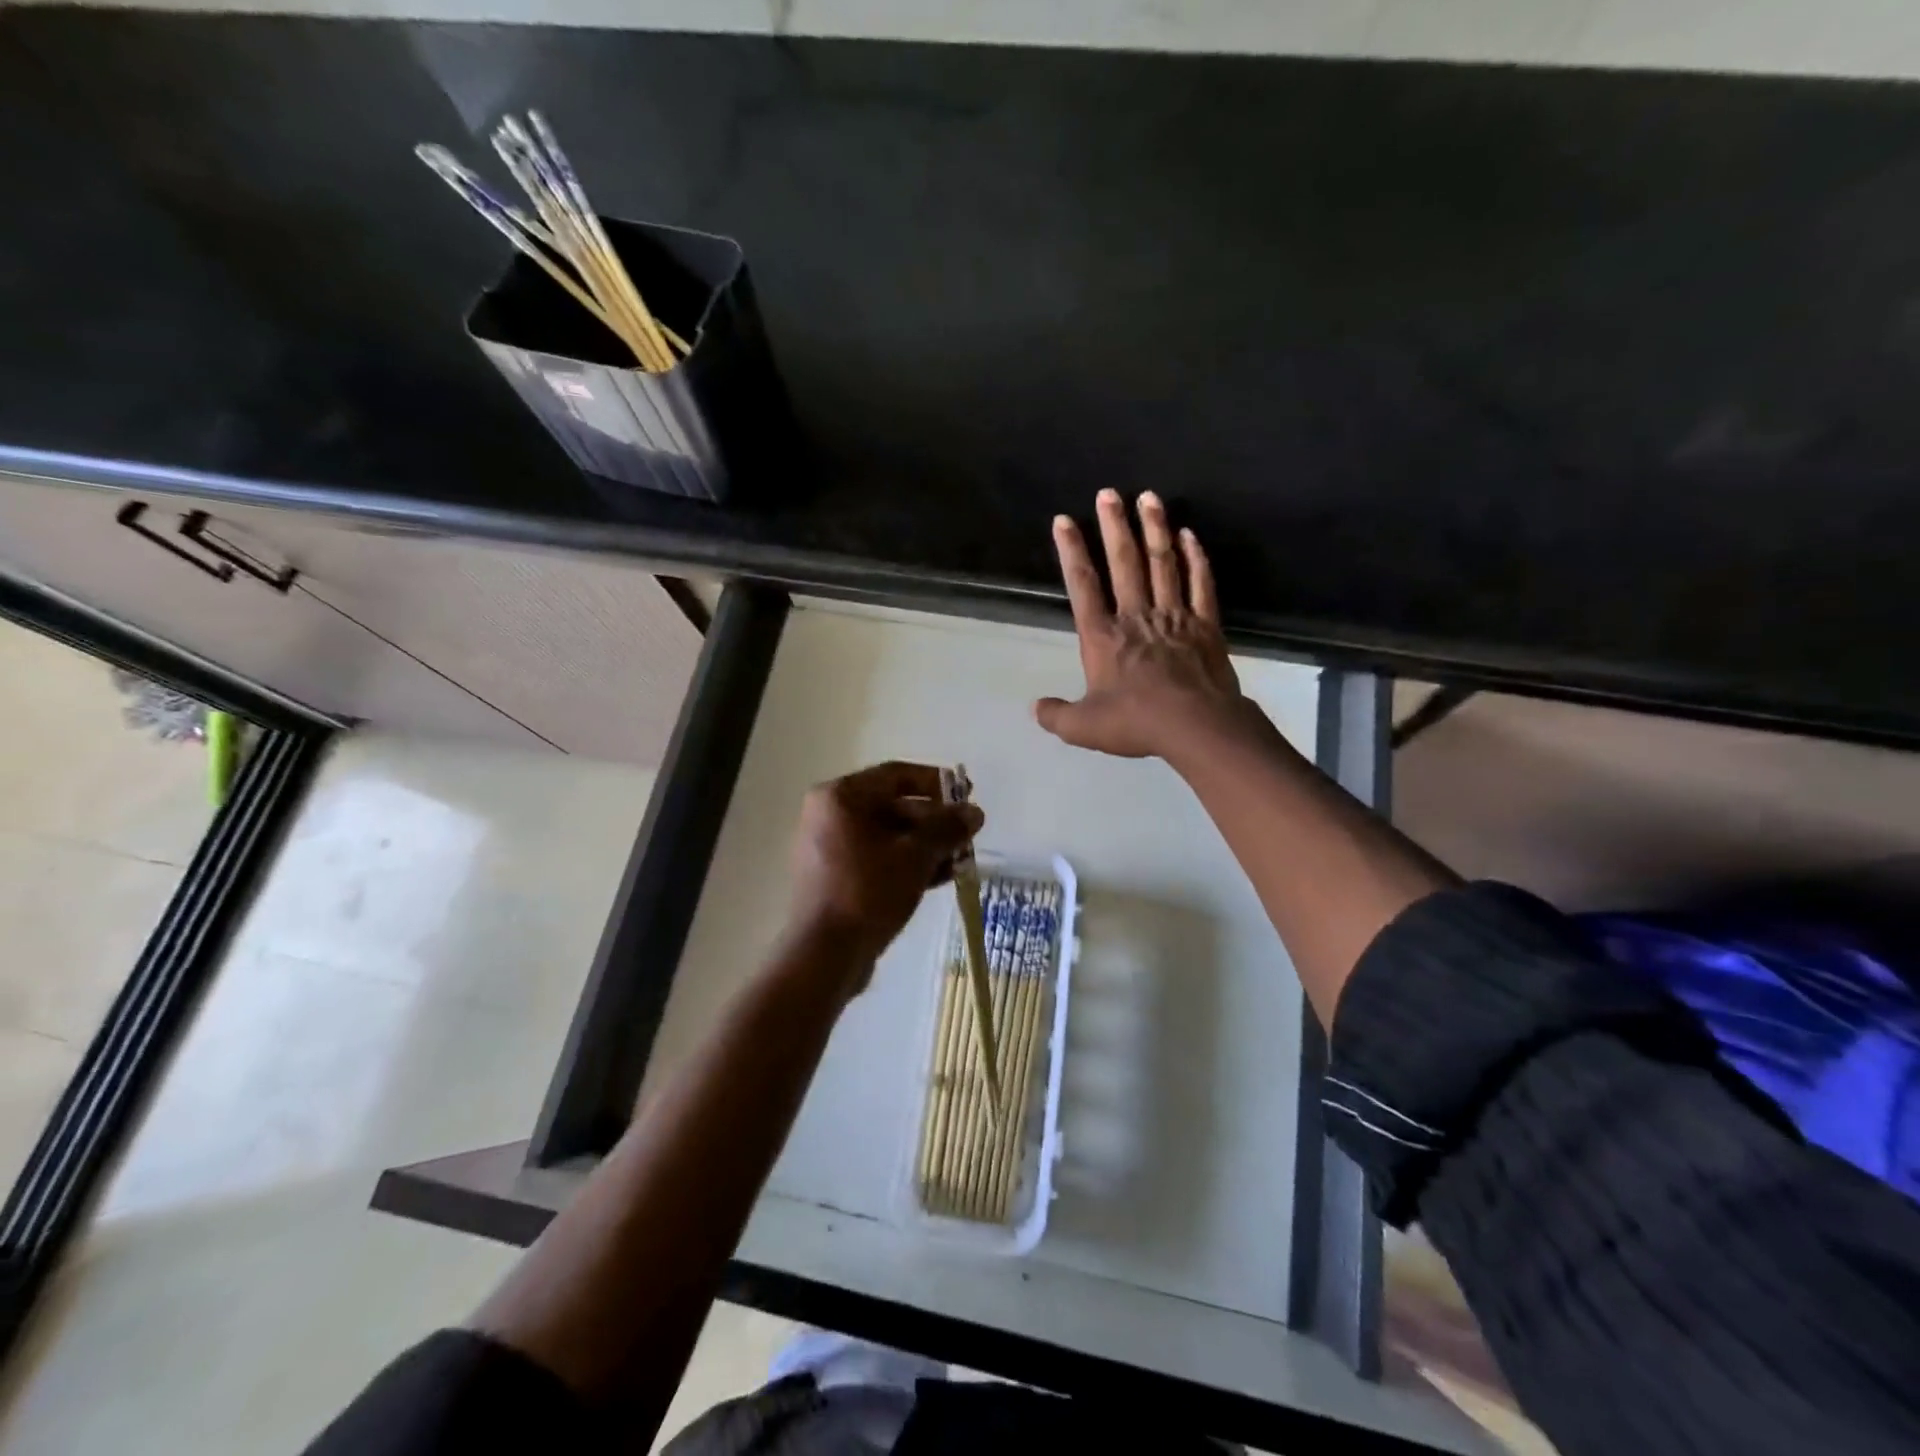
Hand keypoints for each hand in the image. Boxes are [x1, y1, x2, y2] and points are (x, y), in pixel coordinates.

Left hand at [782, 761, 984, 992]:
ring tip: (961, 860)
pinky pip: (877, 858)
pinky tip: (940, 878)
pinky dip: (907, 863)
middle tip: (968, 835)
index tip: (968, 795)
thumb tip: (974, 812)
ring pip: (888, 835)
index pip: (897, 775)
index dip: (937, 783)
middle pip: (893, 805)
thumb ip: (947, 828)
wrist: (825, 954)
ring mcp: (829, 847)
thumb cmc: (868, 892)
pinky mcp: (835, 877)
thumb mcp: (915, 856)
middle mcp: (830, 815)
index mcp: (841, 797)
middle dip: (935, 821)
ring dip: (926, 845)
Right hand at [1036, 489, 1246, 760]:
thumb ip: (1056, 716)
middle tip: (1108, 493)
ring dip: (1154, 529)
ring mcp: (1174, 617)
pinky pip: (1200, 584)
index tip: (1064, 521)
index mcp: (1103, 637)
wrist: (1196, 727)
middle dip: (1114, 526)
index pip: (1083, 586)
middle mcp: (1136, 617)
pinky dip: (1195, 558)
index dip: (1071, 551)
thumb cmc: (1136, 723)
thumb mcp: (1084, 728)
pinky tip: (1189, 536)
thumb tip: (1035, 708)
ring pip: (1163, 564)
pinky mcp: (1205, 625)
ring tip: (1148, 497)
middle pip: (1125, 563)